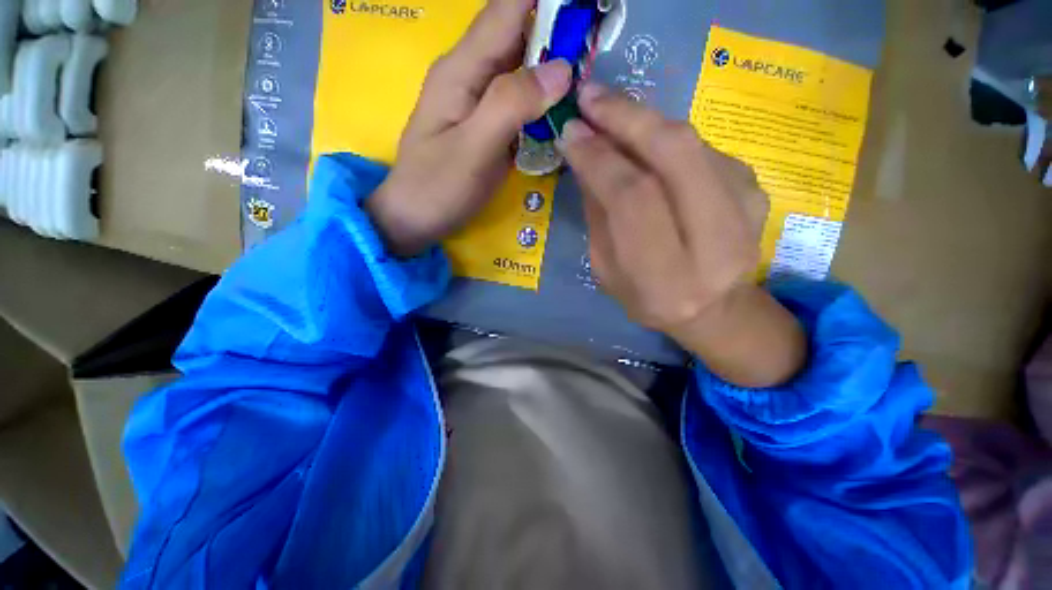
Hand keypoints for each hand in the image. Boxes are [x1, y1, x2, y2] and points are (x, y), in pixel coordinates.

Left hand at [367, 0, 571, 256]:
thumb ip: (511, 105)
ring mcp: (477, 100)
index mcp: (463, 69)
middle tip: (597, 46)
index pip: (508, 9)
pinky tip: (561, 107)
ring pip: (521, 66)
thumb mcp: (474, 149)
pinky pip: (518, 97)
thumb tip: (561, 69)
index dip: (548, 3)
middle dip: (558, 32)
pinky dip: (542, 97)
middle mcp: (470, 74)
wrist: (414, 217)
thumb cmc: (438, 188)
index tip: (586, 11)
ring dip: (553, 65)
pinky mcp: (486, 123)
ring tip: (588, 74)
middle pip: (518, 33)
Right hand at [560, 84, 805, 387]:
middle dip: (627, 119)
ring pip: (691, 144)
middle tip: (591, 97)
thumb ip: (599, 216)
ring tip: (610, 110)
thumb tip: (586, 156)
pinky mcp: (755, 190)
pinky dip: (666, 138)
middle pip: (674, 157)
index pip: (633, 201)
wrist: (717, 308)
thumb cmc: (649, 299)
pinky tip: (644, 141)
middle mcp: (714, 244)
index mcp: (667, 278)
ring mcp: (746, 211)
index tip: (570, 133)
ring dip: (645, 120)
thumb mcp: (608, 270)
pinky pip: (701, 149)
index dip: (599, 160)